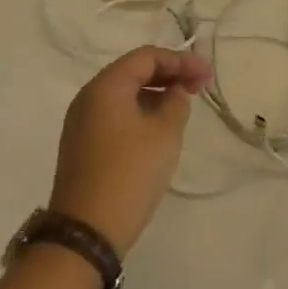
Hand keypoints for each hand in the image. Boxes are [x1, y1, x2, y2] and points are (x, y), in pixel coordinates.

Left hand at [48, 46, 210, 257]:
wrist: (86, 232)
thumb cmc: (130, 173)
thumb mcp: (165, 134)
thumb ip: (176, 103)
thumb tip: (174, 92)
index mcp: (106, 85)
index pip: (147, 57)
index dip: (181, 60)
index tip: (207, 75)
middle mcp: (88, 96)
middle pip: (133, 71)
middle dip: (168, 75)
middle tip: (199, 87)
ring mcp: (80, 122)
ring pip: (123, 94)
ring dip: (154, 94)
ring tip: (182, 106)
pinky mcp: (81, 145)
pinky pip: (114, 115)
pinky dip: (139, 112)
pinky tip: (158, 128)